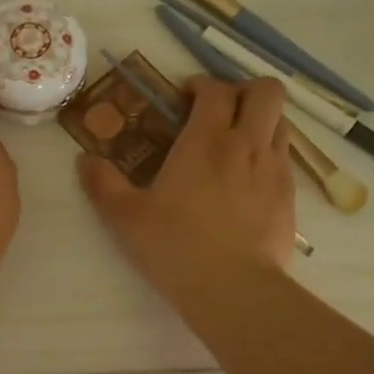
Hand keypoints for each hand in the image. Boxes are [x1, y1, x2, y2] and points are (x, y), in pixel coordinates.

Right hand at [77, 75, 294, 297]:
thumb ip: (102, 184)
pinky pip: (285, 159)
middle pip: (266, 91)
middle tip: (220, 109)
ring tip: (236, 142)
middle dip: (244, 89)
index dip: (201, 84)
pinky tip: (248, 181)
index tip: (184, 98)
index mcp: (206, 140)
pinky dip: (269, 154)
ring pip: (282, 121)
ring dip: (261, 119)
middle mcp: (247, 144)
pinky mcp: (289, 197)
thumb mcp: (126, 218)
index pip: (215, 89)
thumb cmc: (175, 247)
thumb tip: (84, 160)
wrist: (234, 289)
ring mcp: (274, 170)